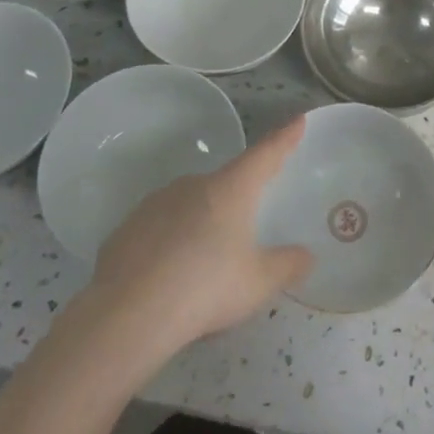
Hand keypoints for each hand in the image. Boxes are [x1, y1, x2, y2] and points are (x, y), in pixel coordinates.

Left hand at [87, 117, 312, 357]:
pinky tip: (169, 279)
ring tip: (204, 268)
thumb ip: (287, 266)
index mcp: (230, 189)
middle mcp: (194, 184)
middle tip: (244, 235)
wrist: (127, 314)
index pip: (265, 154)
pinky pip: (160, 229)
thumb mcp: (258, 283)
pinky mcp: (128, 227)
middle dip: (237, 204)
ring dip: (201, 225)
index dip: (284, 138)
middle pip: (225, 185)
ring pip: (190, 207)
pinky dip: (170, 245)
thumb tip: (306, 256)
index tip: (297, 120)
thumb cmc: (205, 288)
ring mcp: (156, 202)